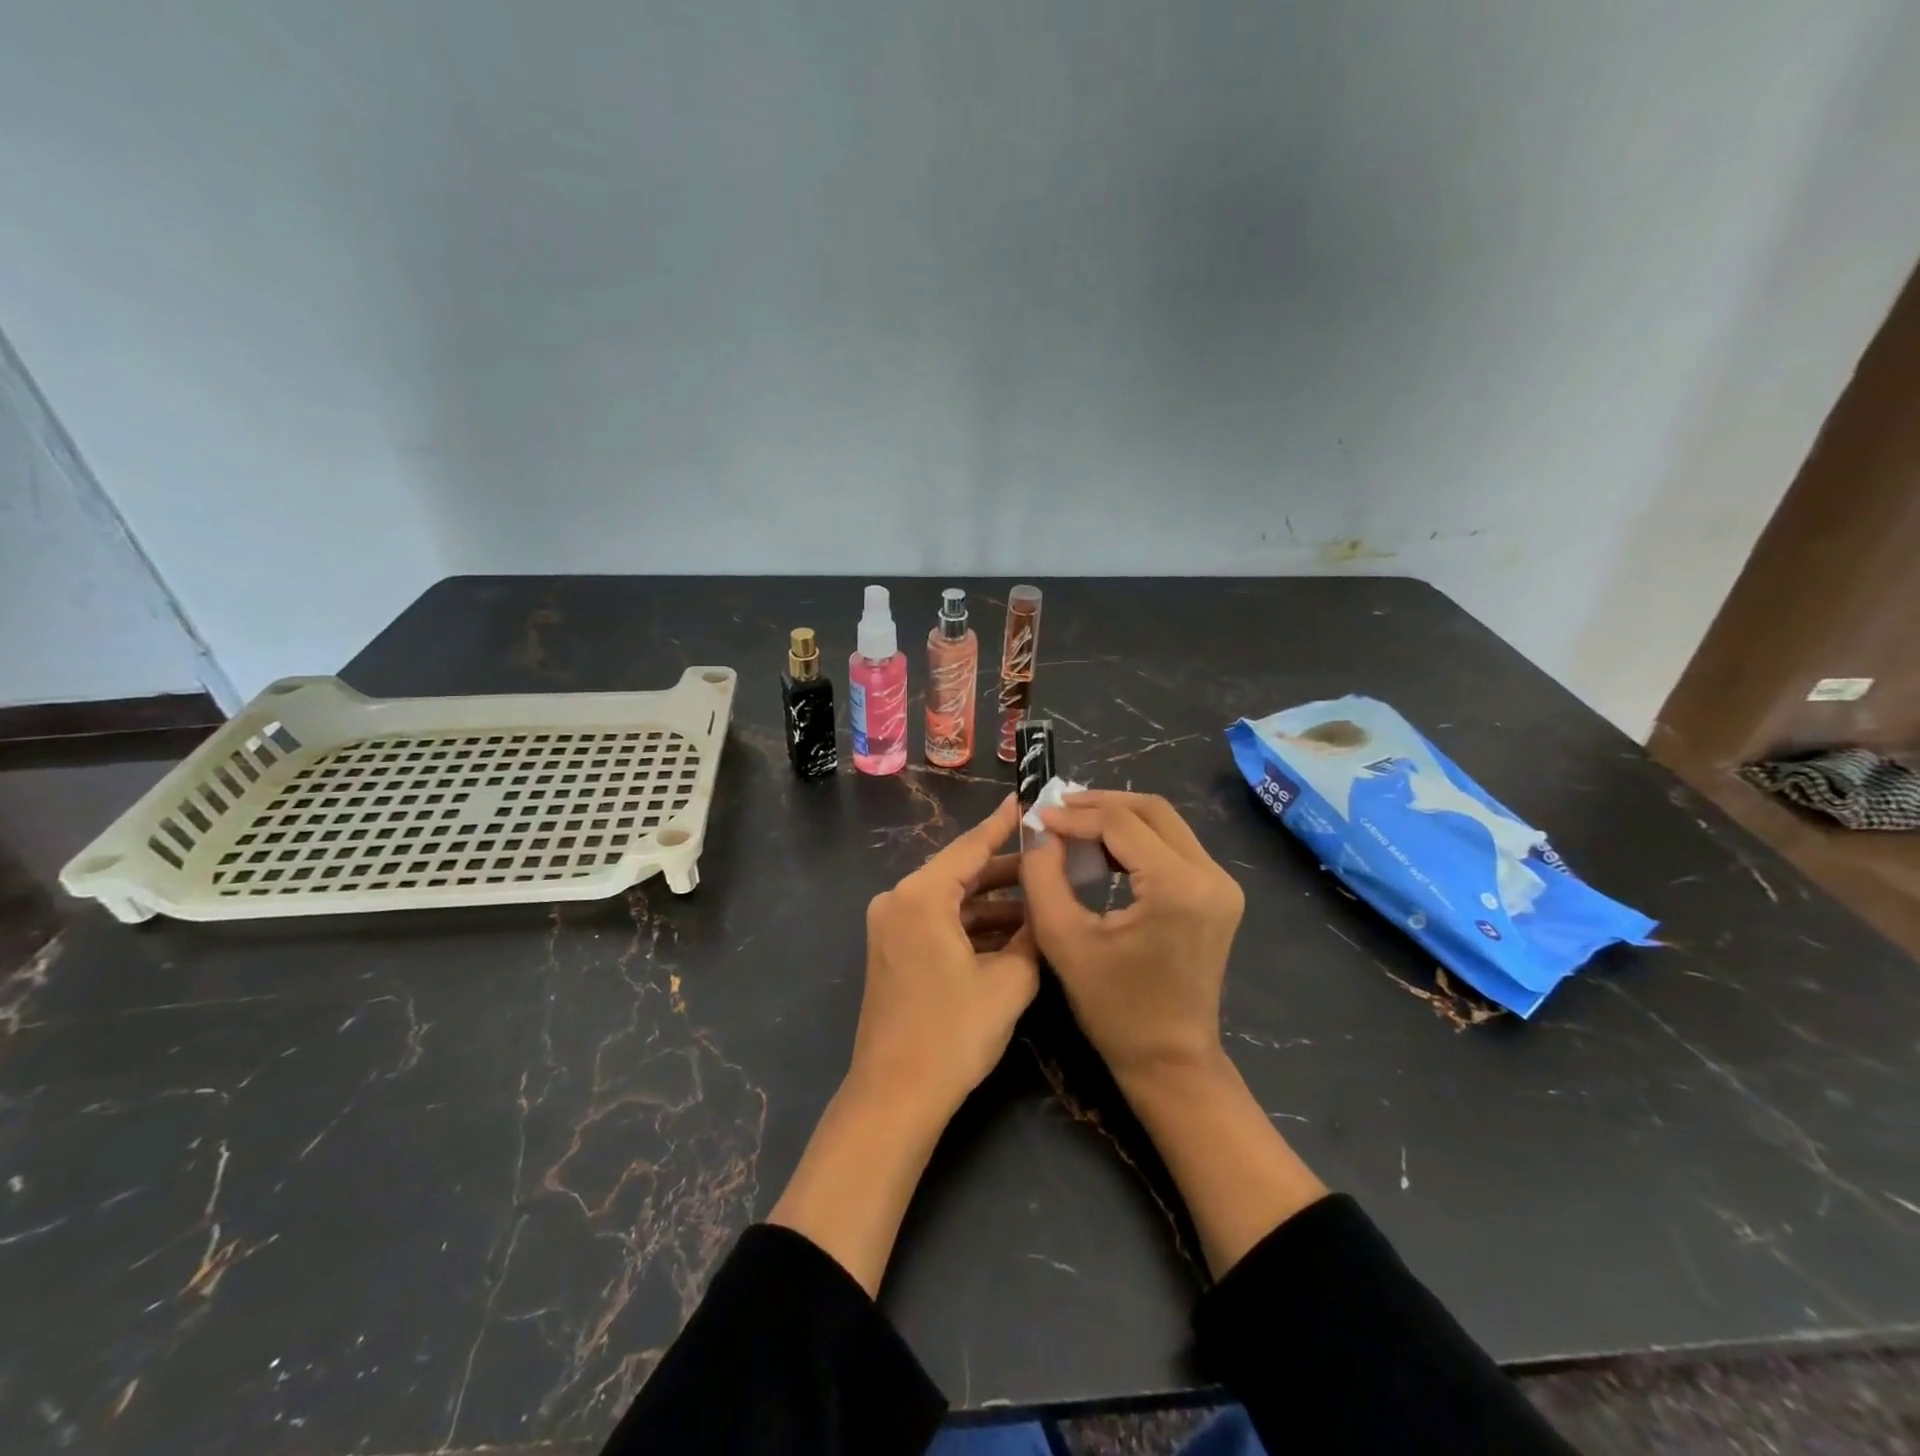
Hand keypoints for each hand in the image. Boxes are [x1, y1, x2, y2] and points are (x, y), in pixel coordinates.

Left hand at [849, 794, 1040, 1119]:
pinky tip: (1012, 931)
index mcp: (921, 896)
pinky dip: (971, 923)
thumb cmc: (953, 1033)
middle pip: (960, 871)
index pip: (971, 847)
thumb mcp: (1008, 981)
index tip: (1028, 800)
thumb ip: (1032, 935)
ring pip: (951, 898)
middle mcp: (898, 900)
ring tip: (1041, 898)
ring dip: (992, 901)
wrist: (895, 1095)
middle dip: (1006, 870)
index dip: (1003, 825)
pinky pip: (937, 920)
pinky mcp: (893, 949)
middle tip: (1051, 858)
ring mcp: (891, 925)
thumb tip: (1045, 908)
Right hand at [1022, 792, 1322, 1276]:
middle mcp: (1211, 875)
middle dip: (1099, 804)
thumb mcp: (1064, 939)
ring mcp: (1221, 884)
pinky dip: (1136, 839)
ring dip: (1118, 818)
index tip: (1037, 816)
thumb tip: (1039, 830)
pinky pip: (1174, 846)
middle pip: (1151, 811)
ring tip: (1072, 826)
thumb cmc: (1114, 1008)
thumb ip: (1043, 876)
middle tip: (1056, 811)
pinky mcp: (1218, 894)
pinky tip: (1101, 850)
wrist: (1170, 1061)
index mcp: (1178, 887)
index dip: (1075, 815)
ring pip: (1165, 823)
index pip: (1121, 823)